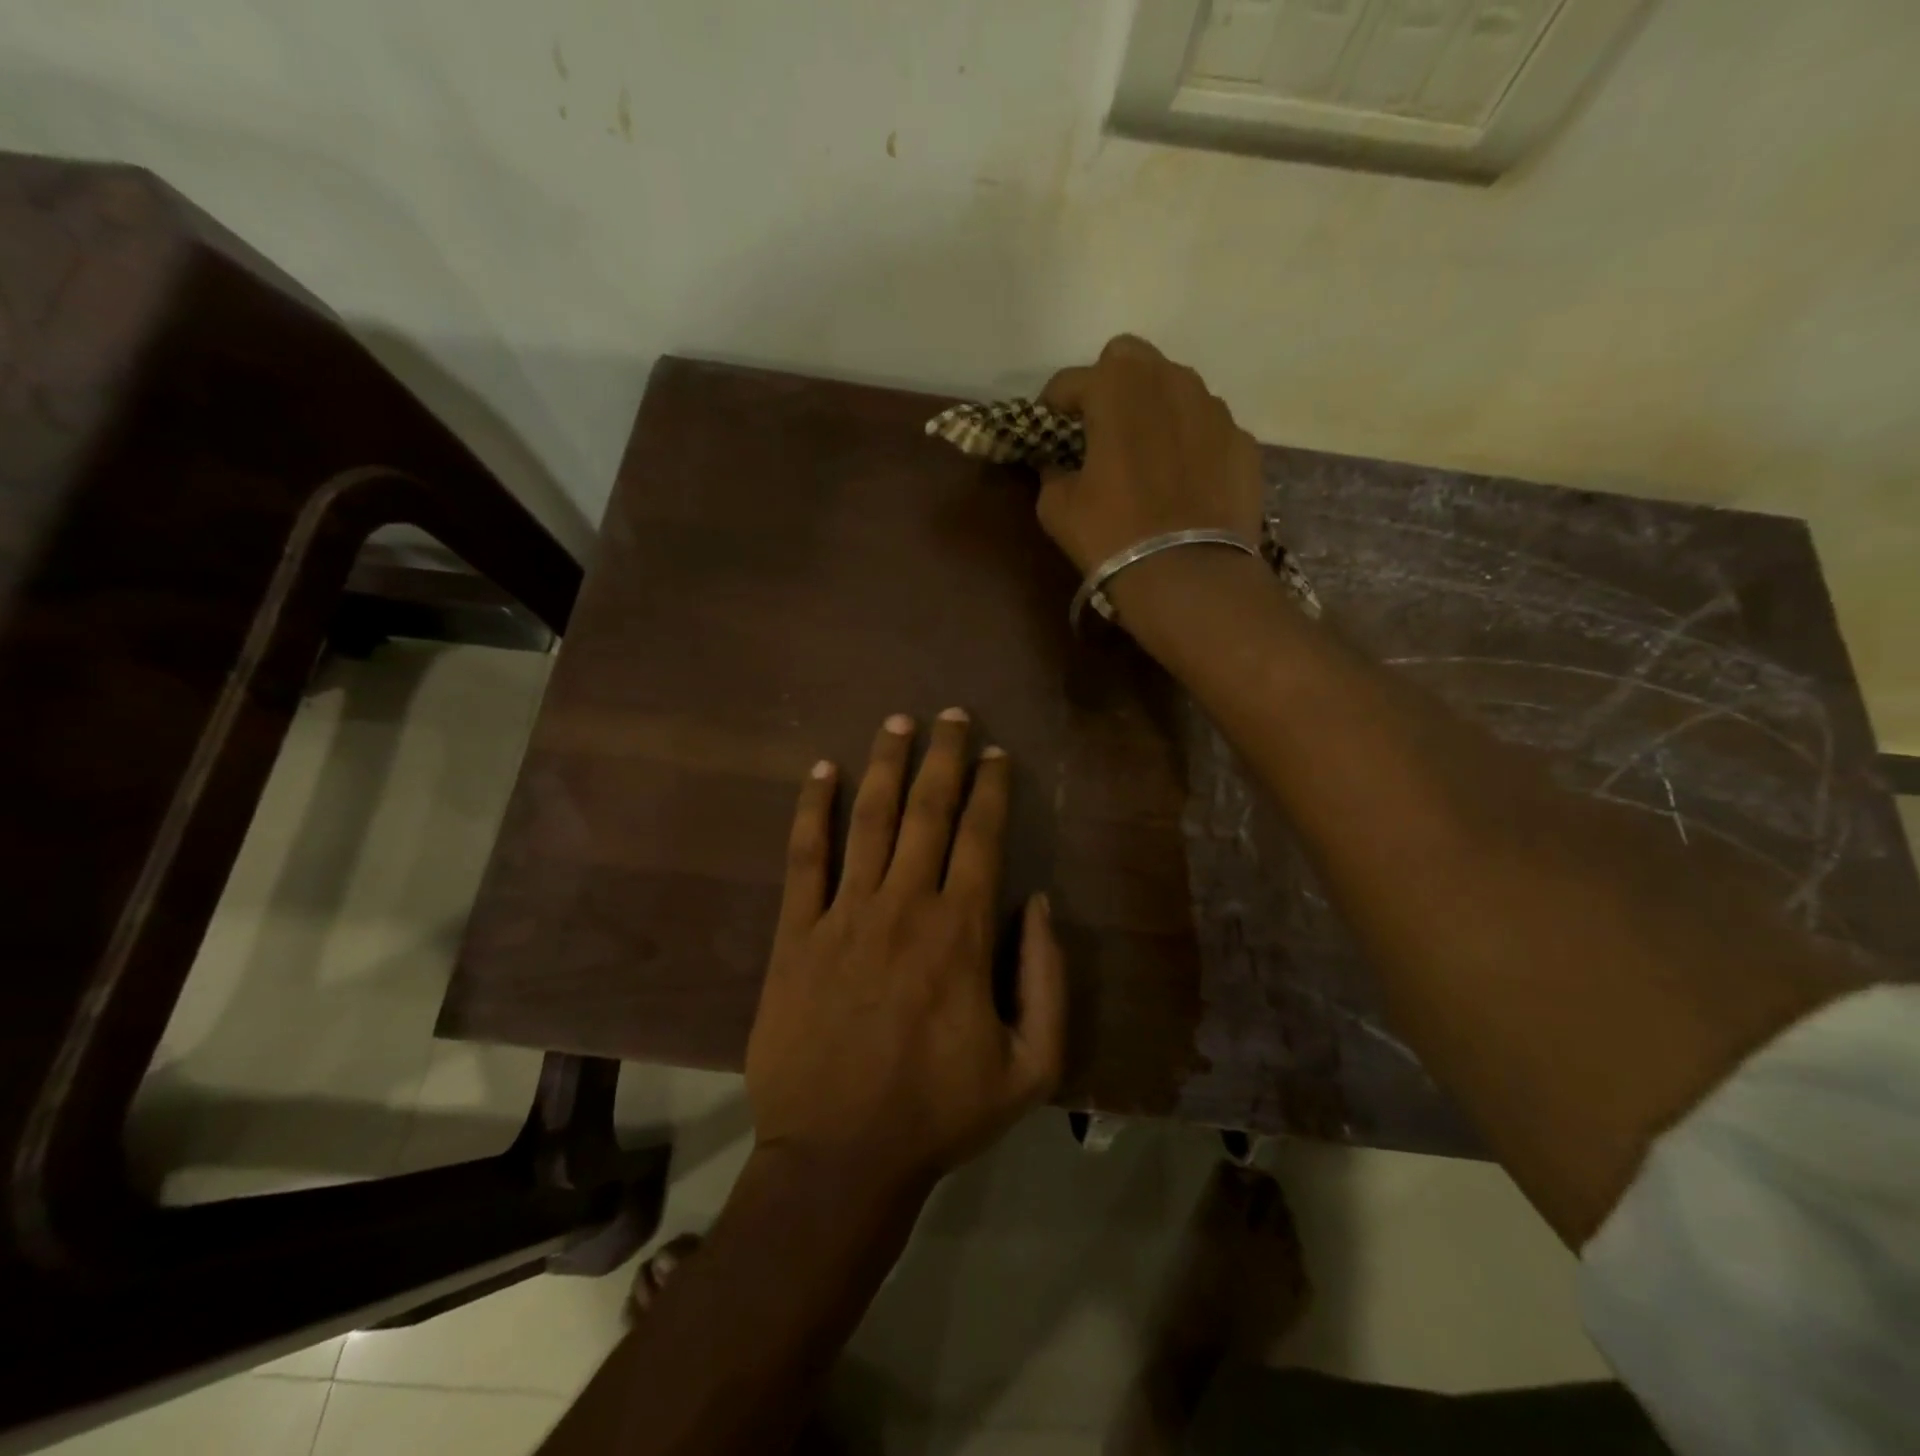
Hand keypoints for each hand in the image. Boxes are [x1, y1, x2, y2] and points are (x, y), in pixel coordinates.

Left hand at [745, 709, 1067, 1192]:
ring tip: (897, 722)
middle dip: (943, 756)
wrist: (837, 1159)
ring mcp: (844, 916)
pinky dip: (811, 811)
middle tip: (952, 715)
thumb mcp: (1032, 1067)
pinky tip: (820, 772)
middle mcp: (904, 906)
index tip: (997, 753)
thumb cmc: (940, 1114)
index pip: (982, 837)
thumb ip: (1048, 979)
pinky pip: (804, 859)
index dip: (992, 789)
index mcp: (962, 933)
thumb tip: (1038, 904)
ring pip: (868, 820)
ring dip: (884, 765)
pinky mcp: (796, 935)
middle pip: (927, 812)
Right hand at [1038, 335, 1264, 573]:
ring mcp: (1214, 408)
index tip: (1048, 428)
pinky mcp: (1243, 441)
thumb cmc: (1111, 535)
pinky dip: (1190, 442)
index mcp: (1115, 388)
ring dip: (1154, 408)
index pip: (1071, 380)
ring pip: (1176, 387)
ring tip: (1146, 453)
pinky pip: (1207, 428)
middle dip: (1109, 383)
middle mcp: (1169, 381)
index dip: (1053, 404)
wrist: (1188, 575)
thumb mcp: (1057, 509)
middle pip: (1130, 359)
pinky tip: (1183, 480)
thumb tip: (1057, 465)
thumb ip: (1052, 473)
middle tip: (1100, 427)